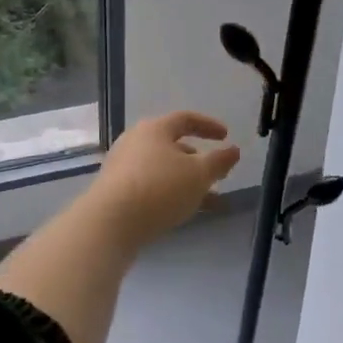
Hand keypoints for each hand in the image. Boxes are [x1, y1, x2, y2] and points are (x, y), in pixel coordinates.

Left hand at [87, 111, 242, 246]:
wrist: (110, 223)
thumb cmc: (159, 188)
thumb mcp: (198, 174)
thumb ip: (219, 161)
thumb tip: (233, 150)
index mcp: (155, 129)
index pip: (185, 119)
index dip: (208, 126)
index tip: (226, 136)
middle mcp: (135, 141)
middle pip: (171, 144)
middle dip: (197, 159)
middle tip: (216, 173)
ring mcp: (122, 166)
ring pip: (162, 168)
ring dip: (186, 180)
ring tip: (208, 200)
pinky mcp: (115, 190)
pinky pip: (149, 185)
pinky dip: (169, 192)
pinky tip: (182, 211)